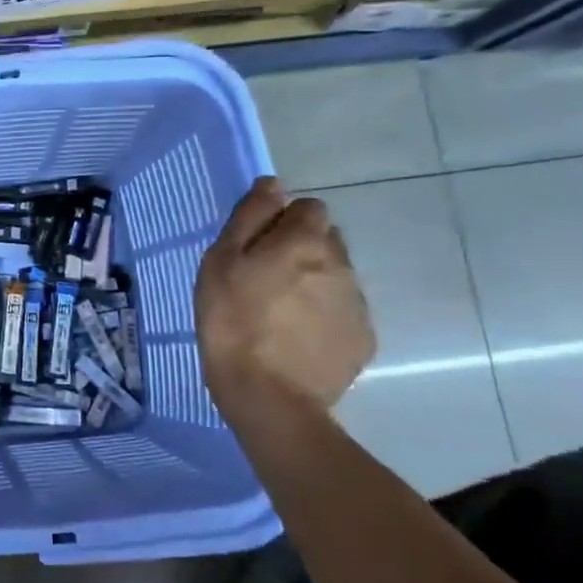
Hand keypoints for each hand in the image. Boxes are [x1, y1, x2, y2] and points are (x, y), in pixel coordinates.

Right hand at [195, 177, 374, 410]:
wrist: (270, 397)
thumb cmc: (232, 323)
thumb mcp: (221, 263)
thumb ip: (249, 218)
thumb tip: (272, 185)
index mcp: (304, 241)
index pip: (308, 207)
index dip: (282, 221)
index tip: (257, 246)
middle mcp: (340, 264)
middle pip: (325, 240)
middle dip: (300, 249)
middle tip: (264, 279)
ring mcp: (356, 303)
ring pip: (335, 275)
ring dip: (312, 282)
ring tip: (279, 313)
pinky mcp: (362, 338)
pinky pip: (342, 311)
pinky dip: (323, 316)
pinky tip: (296, 338)